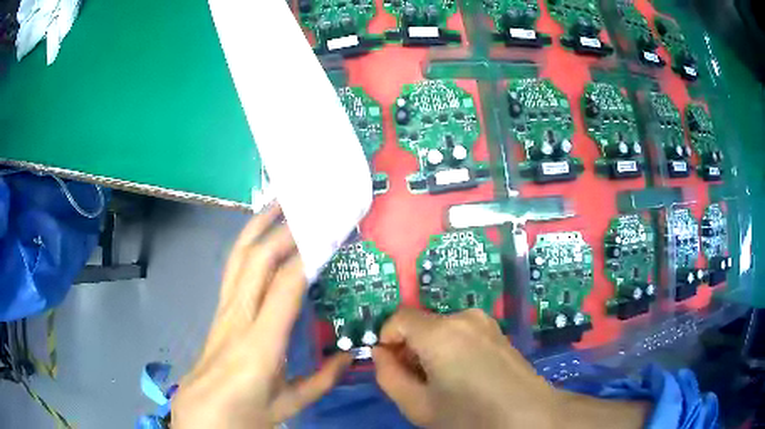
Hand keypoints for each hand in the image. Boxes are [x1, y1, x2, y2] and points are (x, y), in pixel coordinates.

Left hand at [172, 205, 351, 428]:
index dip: (309, 254)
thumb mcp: (289, 405)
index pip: (286, 285)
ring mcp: (224, 311)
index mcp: (260, 345)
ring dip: (259, 226)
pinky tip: (259, 236)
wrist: (202, 413)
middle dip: (285, 229)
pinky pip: (233, 269)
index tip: (331, 233)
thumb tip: (349, 356)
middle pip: (258, 261)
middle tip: (310, 207)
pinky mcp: (218, 310)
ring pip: (239, 258)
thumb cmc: (245, 412)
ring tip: (279, 204)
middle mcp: (238, 318)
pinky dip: (248, 244)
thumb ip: (322, 381)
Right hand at [373, 308, 647, 428]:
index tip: (392, 367)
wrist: (528, 415)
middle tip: (418, 381)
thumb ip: (388, 376)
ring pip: (440, 328)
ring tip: (443, 381)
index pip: (398, 319)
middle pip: (420, 324)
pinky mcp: (496, 329)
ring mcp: (483, 320)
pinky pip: (460, 331)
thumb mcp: (417, 405)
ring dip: (430, 349)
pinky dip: (450, 347)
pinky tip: (464, 374)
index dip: (387, 341)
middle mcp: (463, 317)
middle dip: (410, 348)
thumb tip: (381, 353)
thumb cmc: (470, 416)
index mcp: (441, 332)